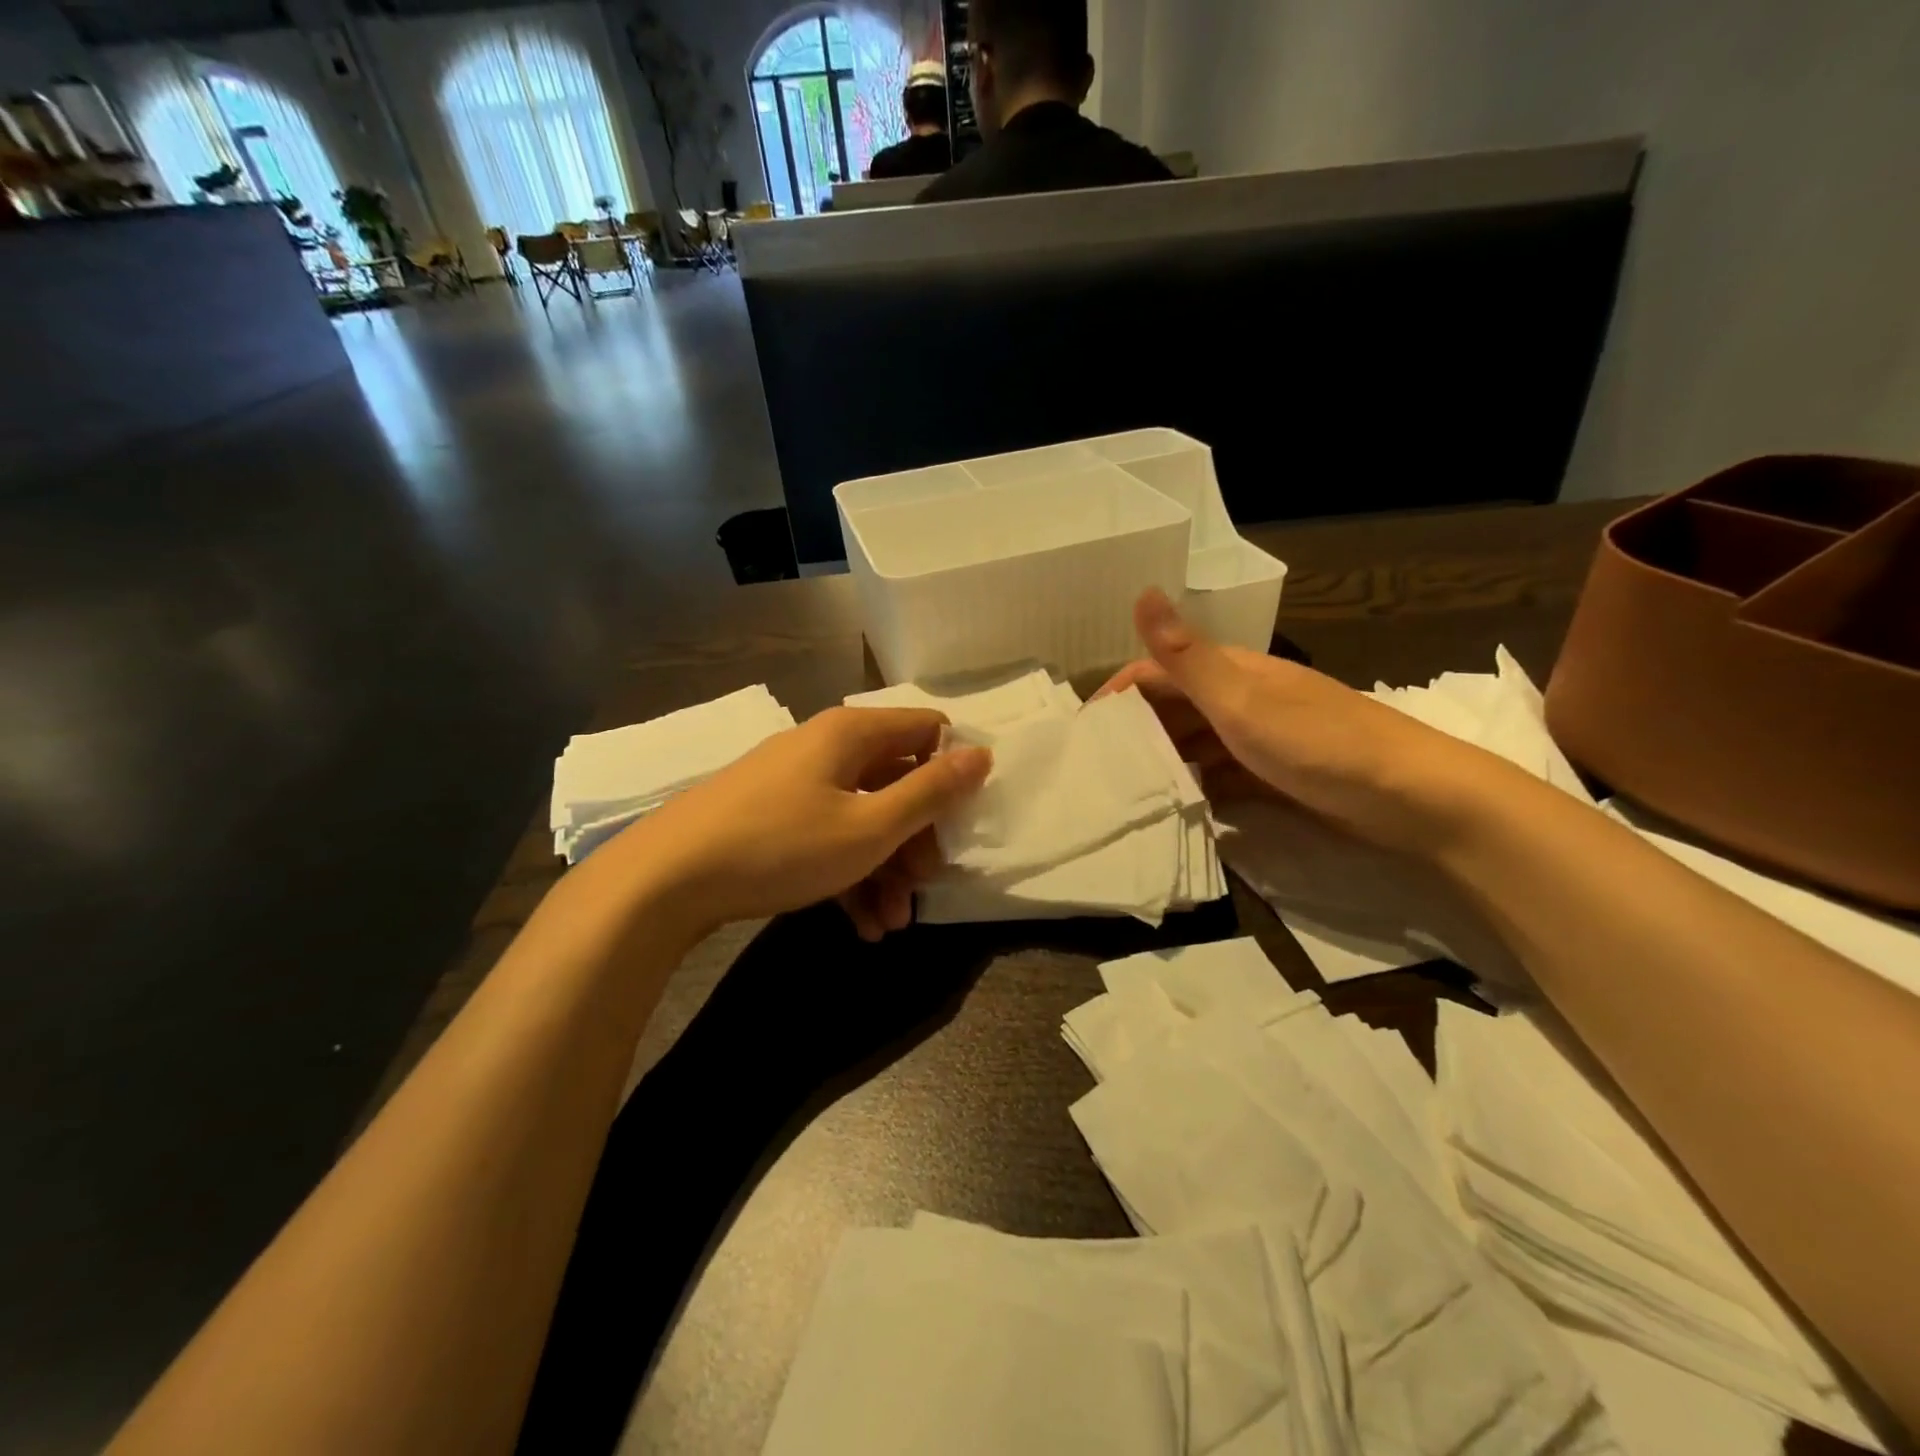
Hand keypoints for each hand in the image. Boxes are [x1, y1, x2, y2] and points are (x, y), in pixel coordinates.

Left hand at [625, 707, 991, 939]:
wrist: (665, 880)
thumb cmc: (781, 844)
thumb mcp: (869, 827)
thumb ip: (931, 792)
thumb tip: (983, 754)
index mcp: (853, 734)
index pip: (927, 730)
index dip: (954, 770)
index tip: (963, 821)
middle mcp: (826, 748)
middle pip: (896, 780)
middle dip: (917, 838)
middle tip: (925, 886)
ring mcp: (796, 784)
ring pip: (863, 817)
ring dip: (886, 868)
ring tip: (892, 923)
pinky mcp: (773, 818)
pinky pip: (828, 837)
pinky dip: (850, 874)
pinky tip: (861, 924)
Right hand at [1095, 590, 1497, 854]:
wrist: (1414, 798)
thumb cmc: (1319, 744)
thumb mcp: (1242, 701)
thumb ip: (1187, 656)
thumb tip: (1141, 591)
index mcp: (1234, 672)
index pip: (1159, 671)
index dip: (1119, 692)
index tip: (1085, 729)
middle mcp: (1244, 699)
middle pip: (1176, 707)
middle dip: (1136, 730)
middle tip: (1096, 767)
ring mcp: (1263, 738)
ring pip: (1198, 742)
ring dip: (1164, 759)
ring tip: (1125, 789)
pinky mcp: (1278, 775)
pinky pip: (1223, 774)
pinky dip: (1198, 785)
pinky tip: (1178, 805)